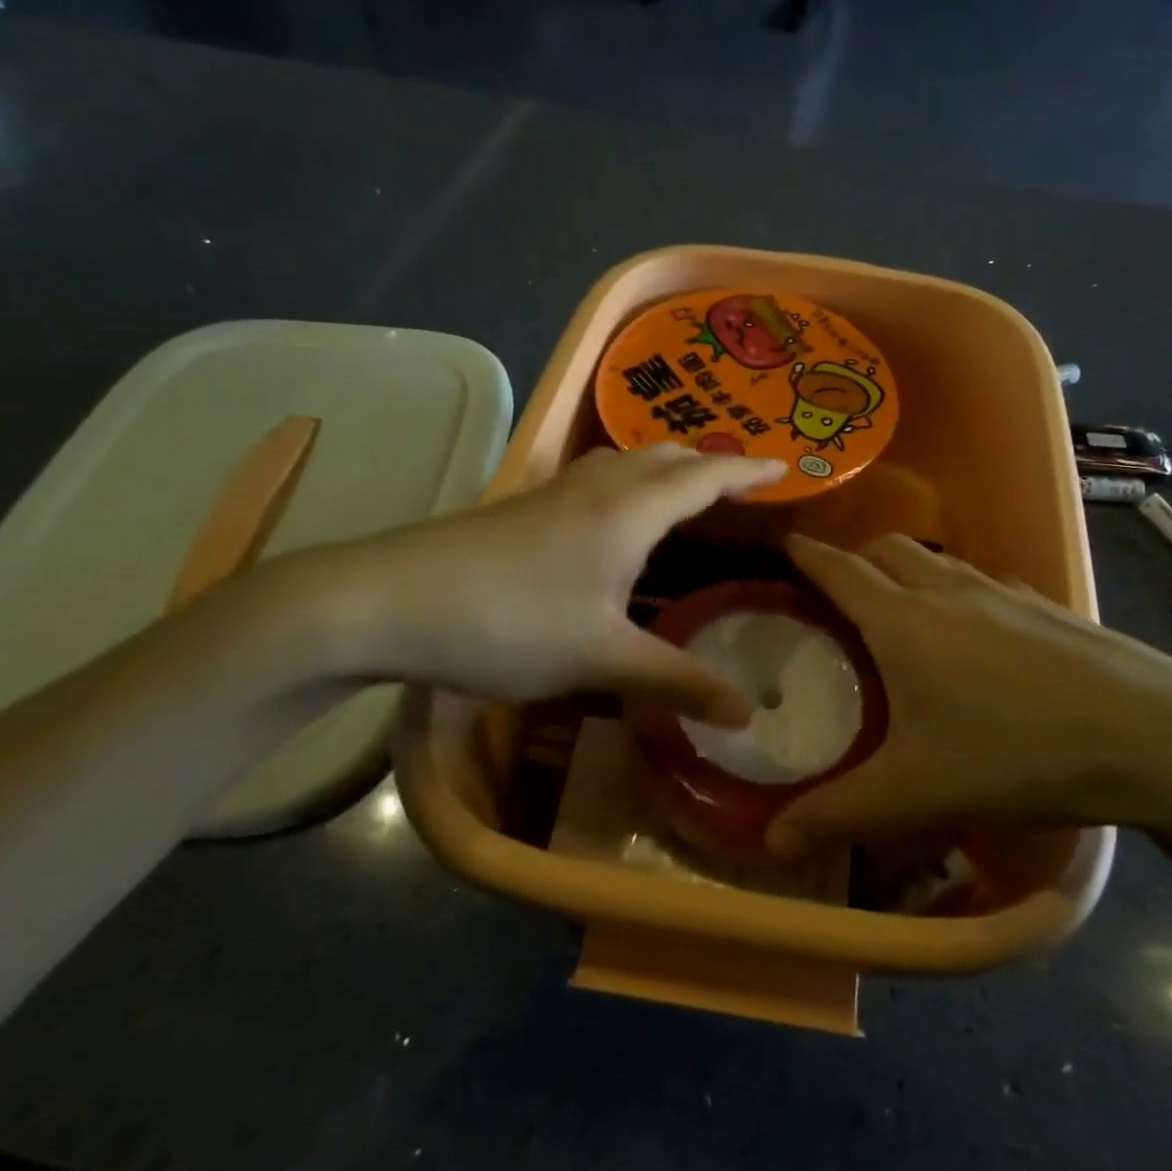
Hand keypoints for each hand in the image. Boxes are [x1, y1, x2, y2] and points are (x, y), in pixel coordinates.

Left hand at [310, 446, 783, 725]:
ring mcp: (554, 492)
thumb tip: (747, 714)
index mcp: (629, 510)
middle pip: (665, 456)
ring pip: (625, 463)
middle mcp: (596, 487)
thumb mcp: (600, 659)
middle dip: (708, 463)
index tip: (786, 466)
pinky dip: (628, 486)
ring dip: (663, 469)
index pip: (705, 476)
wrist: (384, 601)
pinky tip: (614, 523)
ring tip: (684, 495)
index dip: (748, 470)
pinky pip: (595, 480)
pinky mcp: (522, 509)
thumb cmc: (508, 623)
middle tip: (739, 484)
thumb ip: (676, 681)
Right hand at [766, 534, 1171, 856]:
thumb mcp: (917, 794)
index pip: (838, 569)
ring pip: (938, 561)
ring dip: (908, 571)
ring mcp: (1006, 592)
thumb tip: (770, 840)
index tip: (782, 545)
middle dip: (855, 558)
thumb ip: (837, 814)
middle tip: (838, 596)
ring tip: (902, 616)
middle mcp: (949, 591)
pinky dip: (958, 591)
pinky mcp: (1048, 607)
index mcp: (905, 621)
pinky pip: (985, 582)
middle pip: (887, 548)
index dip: (804, 554)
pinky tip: (976, 640)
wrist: (1158, 738)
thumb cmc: (1019, 756)